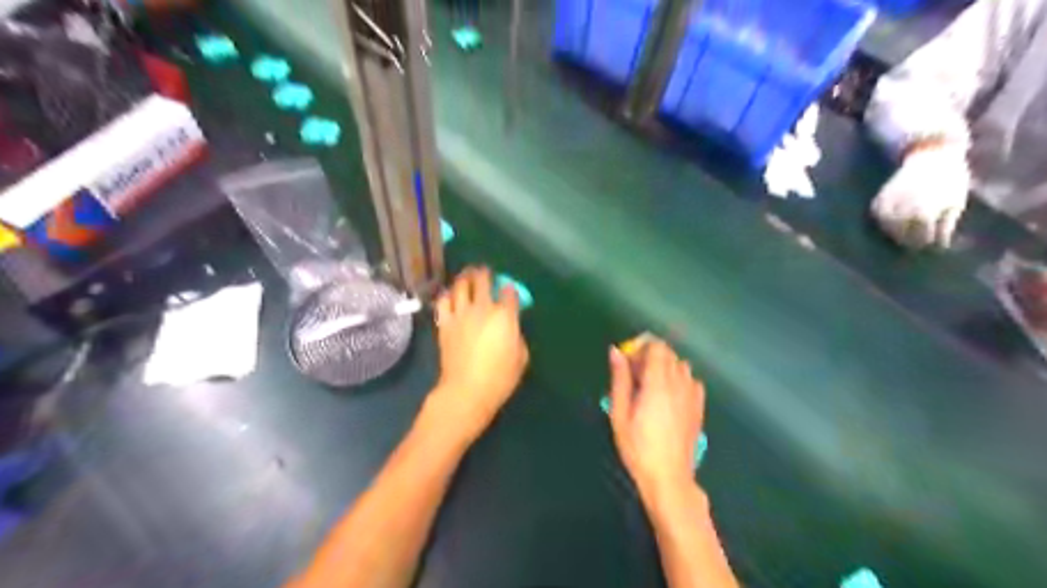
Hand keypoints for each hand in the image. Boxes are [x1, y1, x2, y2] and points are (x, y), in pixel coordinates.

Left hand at [427, 267, 527, 440]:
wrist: (466, 390)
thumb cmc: (499, 378)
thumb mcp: (521, 358)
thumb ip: (517, 336)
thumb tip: (511, 329)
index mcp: (505, 316)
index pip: (509, 292)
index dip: (510, 288)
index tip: (509, 289)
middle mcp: (482, 308)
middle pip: (482, 280)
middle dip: (485, 273)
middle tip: (485, 271)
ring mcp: (460, 314)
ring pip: (460, 285)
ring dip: (464, 277)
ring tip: (466, 275)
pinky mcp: (445, 323)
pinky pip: (443, 301)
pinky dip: (446, 294)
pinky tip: (449, 294)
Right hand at [611, 340, 707, 495]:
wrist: (669, 477)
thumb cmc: (637, 447)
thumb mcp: (620, 413)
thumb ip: (620, 379)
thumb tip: (616, 351)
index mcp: (657, 382)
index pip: (656, 347)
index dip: (641, 347)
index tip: (628, 361)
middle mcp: (679, 383)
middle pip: (669, 353)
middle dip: (651, 356)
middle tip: (635, 375)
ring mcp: (692, 395)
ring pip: (681, 365)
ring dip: (666, 367)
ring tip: (651, 386)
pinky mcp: (699, 407)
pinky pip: (692, 381)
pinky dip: (680, 380)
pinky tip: (670, 397)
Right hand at [872, 148, 968, 250]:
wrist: (932, 156)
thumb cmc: (950, 180)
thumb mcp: (956, 203)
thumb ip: (945, 226)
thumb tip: (940, 245)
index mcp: (923, 213)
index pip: (922, 239)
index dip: (929, 243)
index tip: (933, 246)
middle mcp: (902, 211)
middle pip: (902, 237)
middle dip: (911, 241)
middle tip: (918, 243)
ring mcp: (888, 205)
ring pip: (887, 229)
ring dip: (895, 234)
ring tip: (905, 235)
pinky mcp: (879, 199)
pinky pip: (878, 217)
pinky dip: (884, 222)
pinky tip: (892, 223)